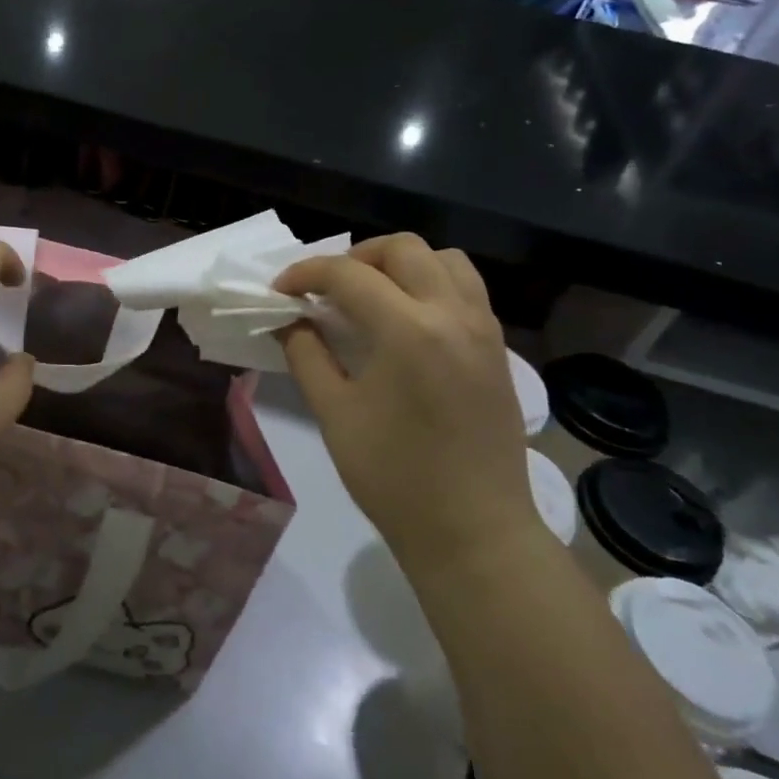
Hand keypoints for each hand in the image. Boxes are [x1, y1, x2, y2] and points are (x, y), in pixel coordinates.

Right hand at [275, 236, 533, 567]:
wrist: (474, 531)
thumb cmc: (394, 477)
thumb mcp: (335, 414)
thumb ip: (306, 354)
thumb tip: (290, 320)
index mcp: (409, 330)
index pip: (348, 274)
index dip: (306, 273)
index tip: (280, 290)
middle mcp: (453, 314)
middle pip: (404, 248)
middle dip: (356, 256)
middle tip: (328, 289)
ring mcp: (483, 329)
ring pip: (444, 260)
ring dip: (402, 264)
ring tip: (372, 295)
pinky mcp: (498, 348)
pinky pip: (466, 289)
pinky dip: (431, 284)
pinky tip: (407, 321)